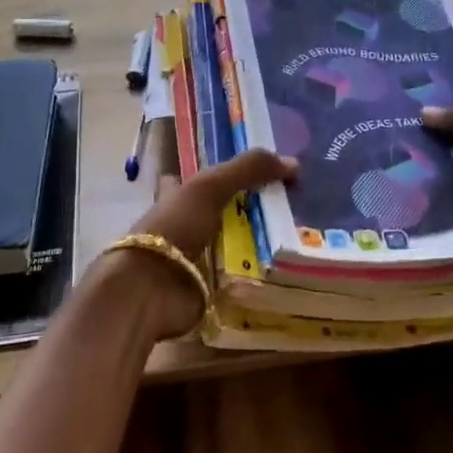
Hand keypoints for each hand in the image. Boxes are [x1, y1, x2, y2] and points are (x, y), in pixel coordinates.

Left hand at [106, 148, 295, 338]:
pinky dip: (260, 274)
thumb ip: (247, 170)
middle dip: (249, 210)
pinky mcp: (209, 287)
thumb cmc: (173, 228)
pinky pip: (241, 277)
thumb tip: (293, 163)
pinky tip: (289, 268)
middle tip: (293, 204)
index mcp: (176, 198)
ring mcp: (196, 259)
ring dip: (260, 244)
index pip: (196, 180)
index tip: (255, 170)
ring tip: (301, 235)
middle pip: (221, 214)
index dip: (218, 174)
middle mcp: (184, 226)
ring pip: (234, 245)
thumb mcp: (208, 187)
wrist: (150, 289)